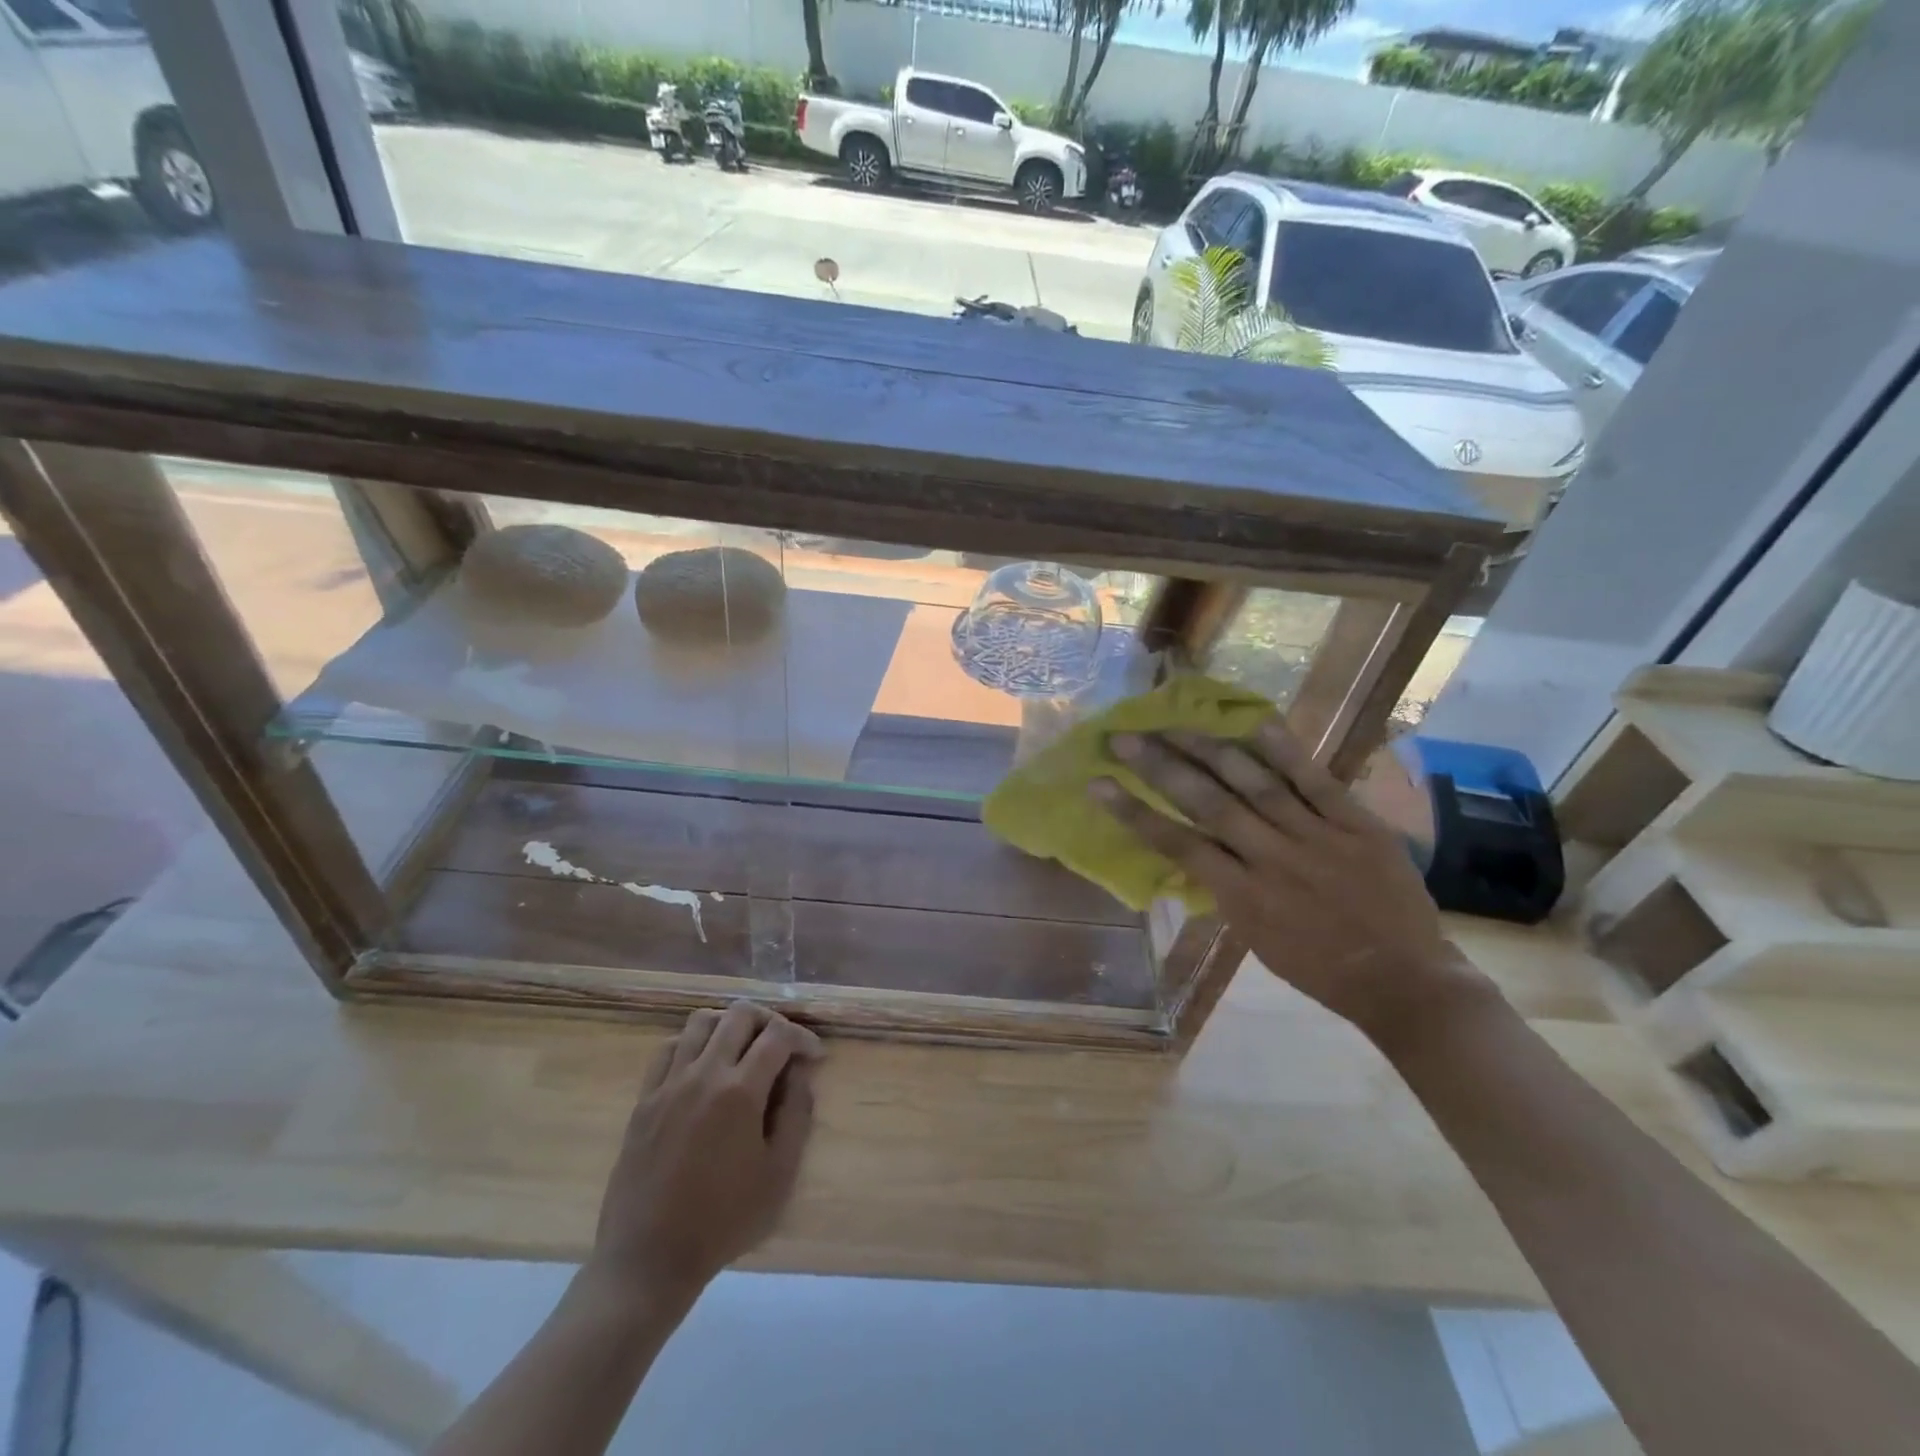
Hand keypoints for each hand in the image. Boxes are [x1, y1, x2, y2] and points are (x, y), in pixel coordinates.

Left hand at [587, 1002, 822, 1304]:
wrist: (649, 1259)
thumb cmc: (723, 1221)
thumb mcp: (779, 1175)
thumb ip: (797, 1115)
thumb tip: (801, 1074)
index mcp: (740, 1092)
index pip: (778, 1035)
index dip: (802, 1037)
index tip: (814, 1056)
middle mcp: (703, 1074)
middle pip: (739, 1014)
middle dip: (769, 1020)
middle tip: (782, 1046)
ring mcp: (669, 1083)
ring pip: (701, 1021)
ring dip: (729, 1025)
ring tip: (743, 1049)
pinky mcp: (644, 1099)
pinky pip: (669, 1047)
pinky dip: (692, 1043)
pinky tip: (703, 1066)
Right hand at [1094, 718, 1483, 1045]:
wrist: (1405, 981)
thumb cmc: (1319, 969)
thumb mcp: (1255, 938)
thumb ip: (1225, 890)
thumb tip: (1194, 849)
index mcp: (1242, 897)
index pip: (1177, 845)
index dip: (1133, 813)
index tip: (1098, 784)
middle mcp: (1272, 860)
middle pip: (1207, 803)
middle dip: (1160, 767)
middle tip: (1125, 737)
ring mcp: (1317, 837)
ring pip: (1254, 783)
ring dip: (1209, 749)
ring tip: (1174, 722)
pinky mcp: (1358, 825)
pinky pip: (1316, 781)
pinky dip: (1285, 751)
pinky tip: (1255, 722)